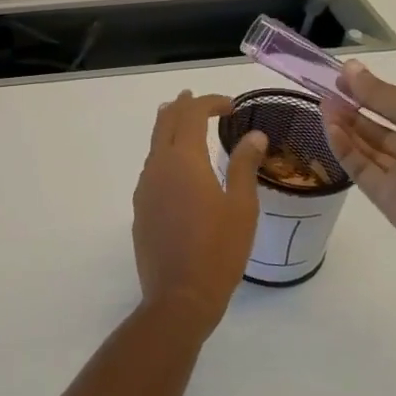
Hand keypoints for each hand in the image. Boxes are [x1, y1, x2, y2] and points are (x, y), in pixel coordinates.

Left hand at [131, 91, 267, 338]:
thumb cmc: (218, 250)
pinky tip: (177, 168)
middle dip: (182, 107)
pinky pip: (152, 168)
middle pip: (165, 122)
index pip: (191, 114)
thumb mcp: (242, 207)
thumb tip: (254, 135)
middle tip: (197, 100)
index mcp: (183, 160)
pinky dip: (165, 154)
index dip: (210, 103)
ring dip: (170, 129)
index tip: (231, 106)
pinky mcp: (141, 207)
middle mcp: (157, 166)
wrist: (179, 295)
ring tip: (184, 124)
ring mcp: (145, 187)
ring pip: (155, 145)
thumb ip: (244, 165)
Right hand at [323, 63, 395, 266]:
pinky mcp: (383, 196)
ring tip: (322, 104)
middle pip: (379, 127)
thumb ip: (383, 94)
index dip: (370, 91)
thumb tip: (350, 67)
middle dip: (354, 108)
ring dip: (345, 126)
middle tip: (325, 91)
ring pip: (366, 147)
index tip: (341, 78)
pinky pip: (359, 168)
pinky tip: (329, 128)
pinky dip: (344, 149)